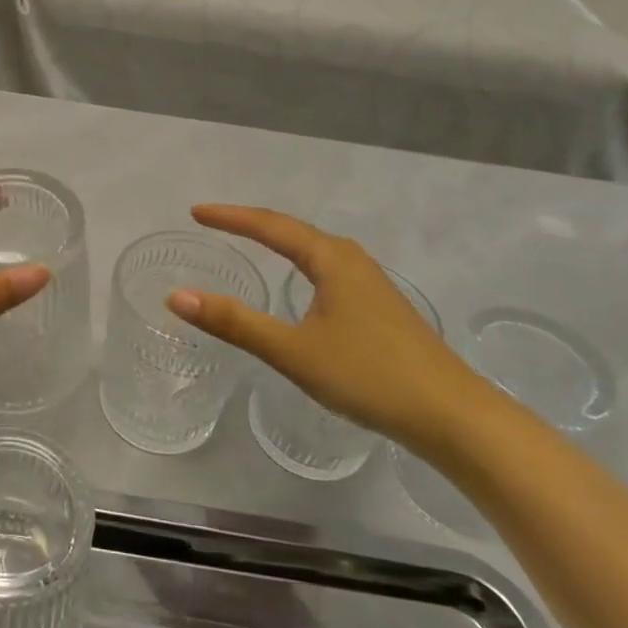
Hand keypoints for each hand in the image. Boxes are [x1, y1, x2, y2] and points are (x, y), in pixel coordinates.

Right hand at [165, 204, 494, 455]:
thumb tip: (177, 296)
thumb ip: (235, 323)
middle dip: (251, 224)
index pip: (270, 226)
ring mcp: (369, 283)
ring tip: (246, 243)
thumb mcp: (293, 351)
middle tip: (213, 223)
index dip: (230, 217)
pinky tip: (297, 286)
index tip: (196, 212)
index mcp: (331, 259)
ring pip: (313, 251)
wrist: (450, 415)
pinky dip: (297, 266)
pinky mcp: (378, 307)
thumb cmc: (369, 375)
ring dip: (277, 243)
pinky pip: (325, 271)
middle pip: (292, 231)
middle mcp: (351, 260)